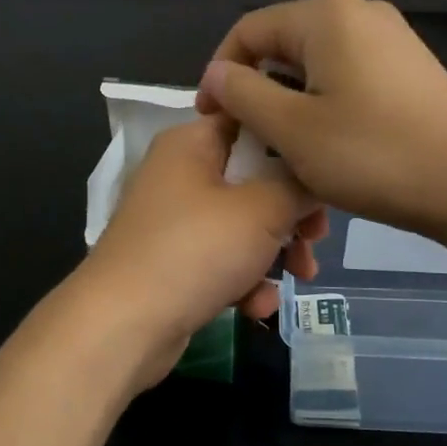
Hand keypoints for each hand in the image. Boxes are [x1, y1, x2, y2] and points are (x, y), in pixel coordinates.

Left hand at [78, 116, 326, 384]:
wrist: (122, 326)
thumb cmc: (194, 251)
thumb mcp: (261, 210)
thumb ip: (298, 185)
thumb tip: (316, 177)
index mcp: (191, 143)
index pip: (250, 119)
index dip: (291, 141)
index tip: (324, 171)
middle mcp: (180, 174)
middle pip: (253, 177)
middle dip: (291, 211)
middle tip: (316, 235)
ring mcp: (174, 221)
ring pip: (242, 224)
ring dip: (275, 251)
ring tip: (300, 276)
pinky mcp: (173, 263)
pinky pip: (221, 260)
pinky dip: (243, 280)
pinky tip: (256, 307)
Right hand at [195, 0, 446, 240]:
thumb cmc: (373, 154)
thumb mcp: (292, 129)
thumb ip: (243, 94)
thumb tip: (216, 73)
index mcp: (325, 14)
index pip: (248, 31)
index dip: (219, 74)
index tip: (211, 122)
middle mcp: (358, 11)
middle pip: (282, 46)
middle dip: (257, 92)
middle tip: (250, 143)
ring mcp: (390, 38)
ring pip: (315, 66)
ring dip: (290, 105)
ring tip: (287, 151)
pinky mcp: (409, 67)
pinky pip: (347, 77)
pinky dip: (324, 106)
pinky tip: (329, 146)